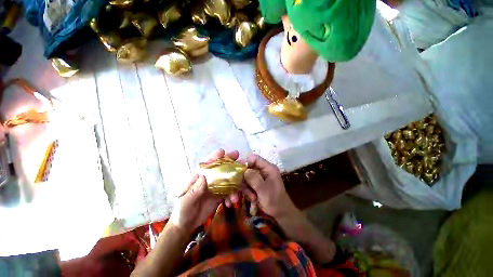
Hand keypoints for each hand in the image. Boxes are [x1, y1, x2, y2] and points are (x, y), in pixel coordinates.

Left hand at [169, 149, 239, 232]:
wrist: (187, 225)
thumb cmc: (182, 212)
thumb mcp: (185, 203)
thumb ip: (194, 191)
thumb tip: (204, 177)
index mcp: (198, 177)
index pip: (206, 164)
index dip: (214, 157)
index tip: (222, 152)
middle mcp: (208, 179)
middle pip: (220, 167)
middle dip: (230, 163)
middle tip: (241, 161)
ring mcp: (215, 186)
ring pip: (228, 179)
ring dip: (235, 184)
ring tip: (236, 197)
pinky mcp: (220, 194)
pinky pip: (229, 191)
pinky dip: (233, 195)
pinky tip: (231, 203)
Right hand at [243, 154, 335, 262]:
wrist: (281, 215)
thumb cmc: (275, 202)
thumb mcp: (263, 190)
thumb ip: (254, 179)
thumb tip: (244, 169)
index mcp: (268, 168)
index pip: (254, 158)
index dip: (245, 162)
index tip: (237, 172)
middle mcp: (264, 170)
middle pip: (249, 168)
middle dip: (244, 178)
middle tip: (243, 189)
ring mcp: (261, 177)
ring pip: (247, 176)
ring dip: (246, 187)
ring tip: (251, 197)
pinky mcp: (258, 184)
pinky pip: (248, 183)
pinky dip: (247, 190)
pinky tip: (251, 198)